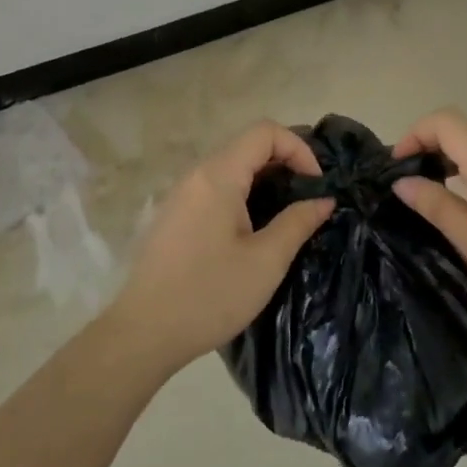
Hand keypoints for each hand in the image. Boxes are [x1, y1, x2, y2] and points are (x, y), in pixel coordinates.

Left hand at [106, 121, 334, 373]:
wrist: (142, 334)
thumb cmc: (209, 295)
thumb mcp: (266, 261)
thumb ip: (298, 222)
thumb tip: (323, 200)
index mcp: (219, 176)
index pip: (265, 132)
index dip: (298, 148)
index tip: (315, 185)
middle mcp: (197, 175)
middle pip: (248, 146)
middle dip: (285, 163)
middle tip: (307, 199)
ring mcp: (181, 195)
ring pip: (232, 168)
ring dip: (264, 181)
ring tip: (285, 215)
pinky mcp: (175, 216)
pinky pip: (216, 188)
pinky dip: (243, 195)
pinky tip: (252, 232)